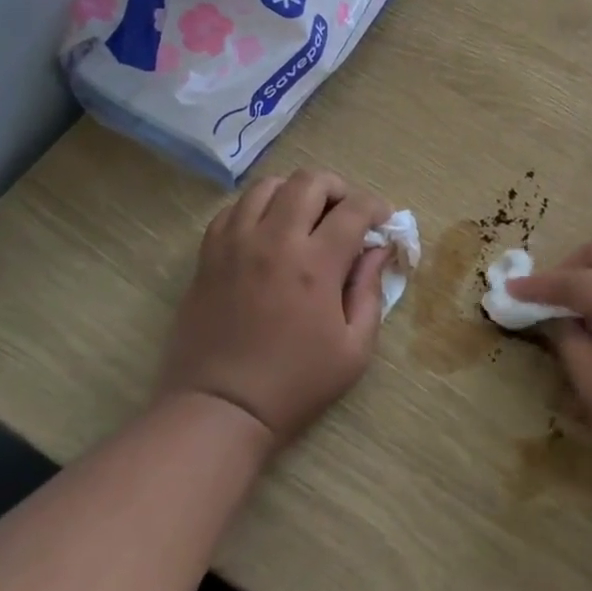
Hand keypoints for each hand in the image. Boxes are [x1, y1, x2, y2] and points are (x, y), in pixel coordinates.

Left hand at [164, 168, 391, 449]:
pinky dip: (257, 208)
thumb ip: (370, 291)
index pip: (354, 209)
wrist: (220, 408)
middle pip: (310, 181)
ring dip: (295, 193)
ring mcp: (236, 243)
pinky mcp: (208, 255)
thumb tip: (377, 250)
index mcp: (316, 265)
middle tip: (346, 214)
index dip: (376, 208)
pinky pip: (234, 208)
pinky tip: (267, 231)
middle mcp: (275, 241)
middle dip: (338, 188)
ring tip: (305, 217)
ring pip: (268, 185)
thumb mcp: (354, 350)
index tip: (383, 222)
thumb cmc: (295, 384)